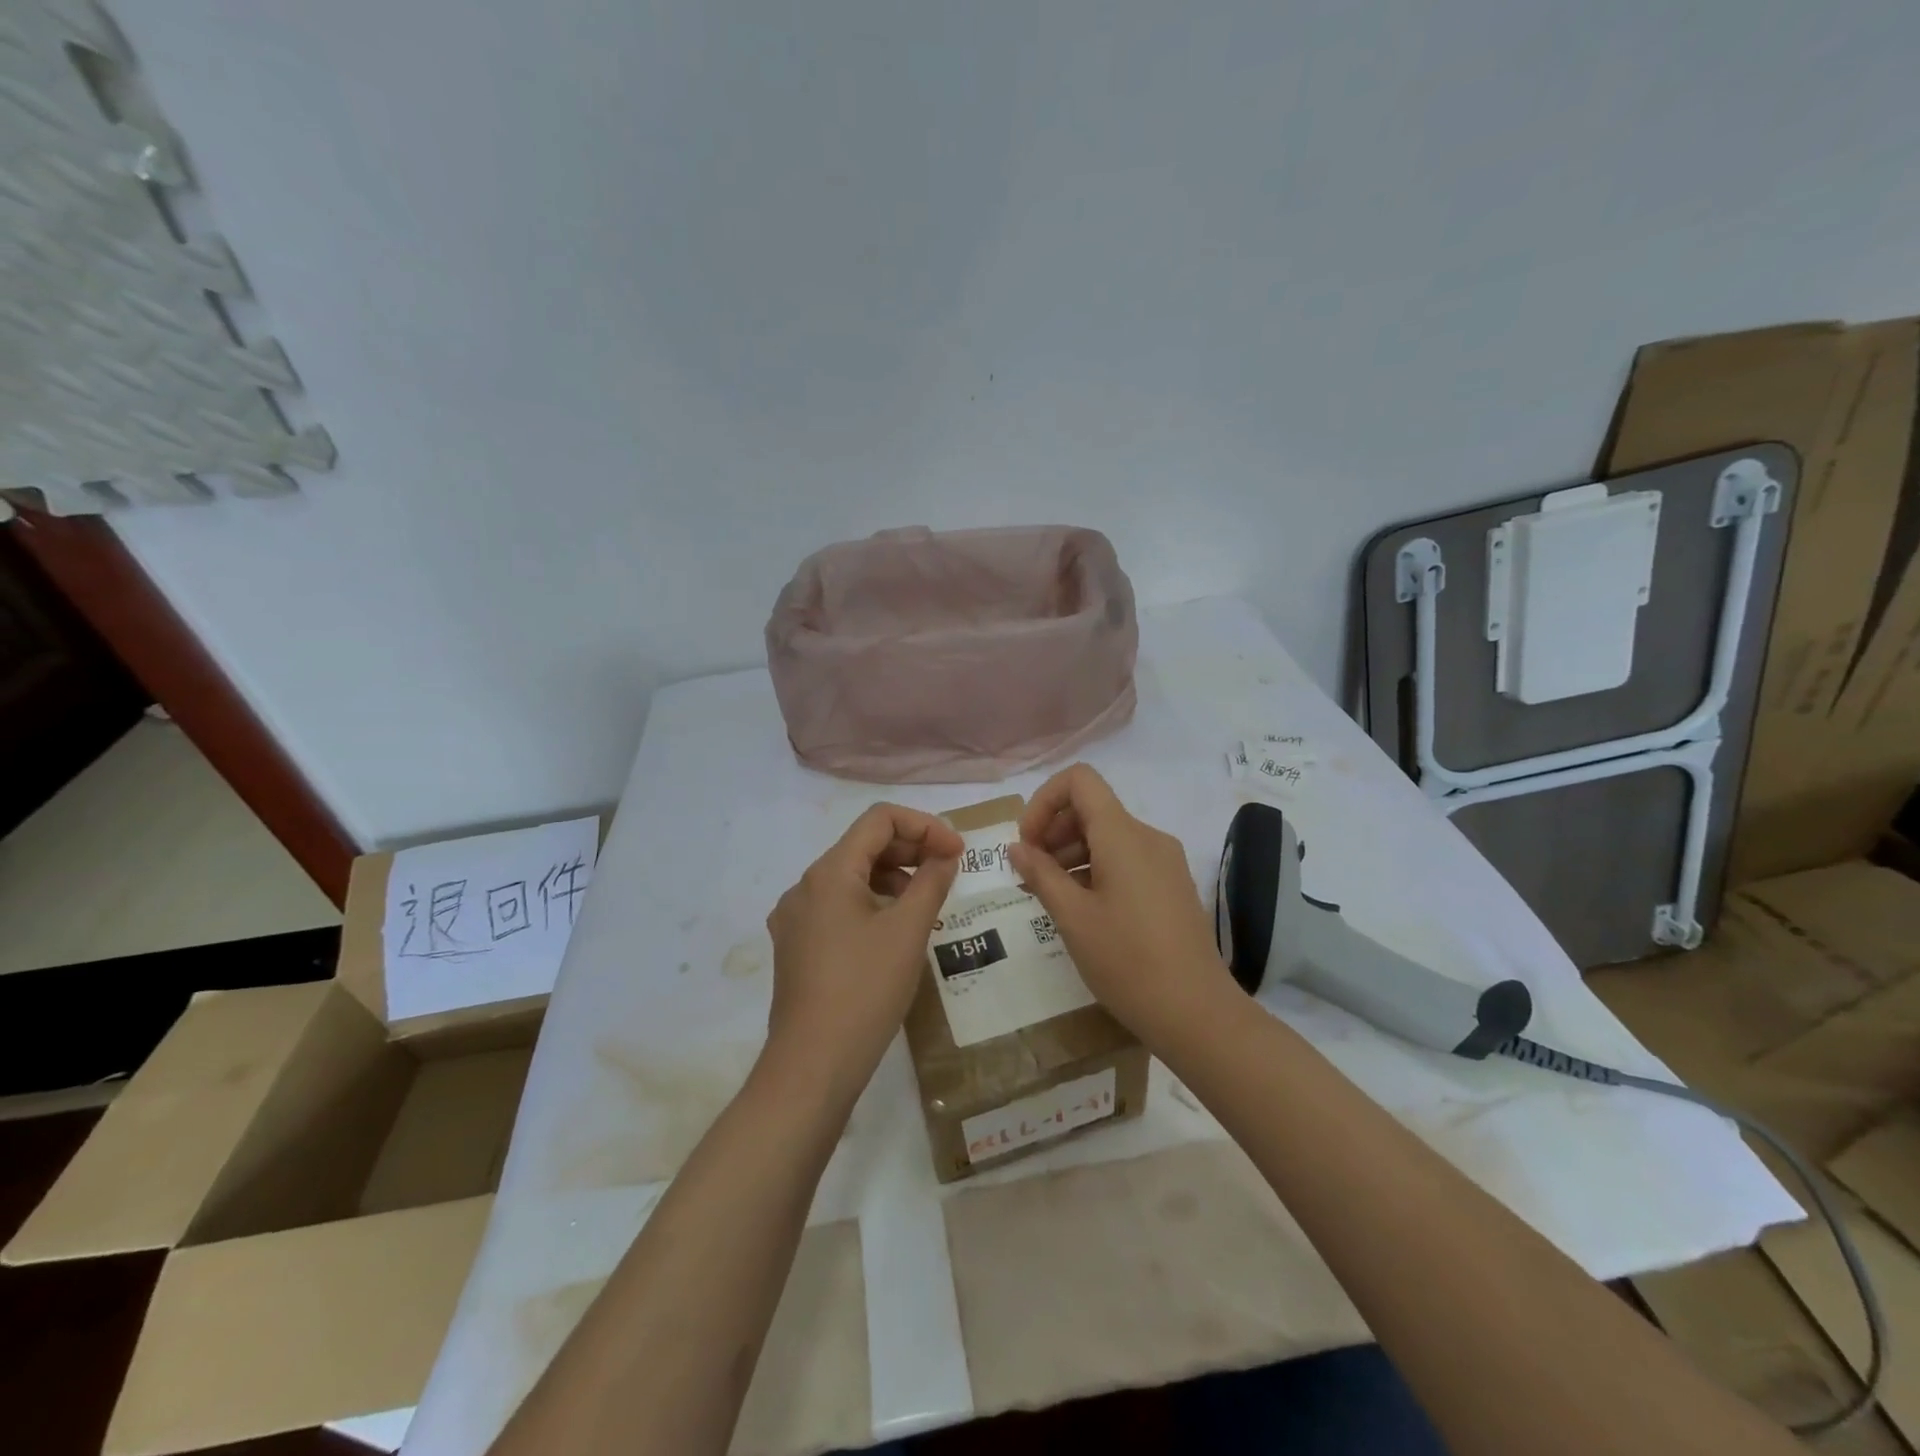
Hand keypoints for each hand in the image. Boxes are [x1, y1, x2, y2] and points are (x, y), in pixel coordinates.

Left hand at [763, 803, 961, 1099]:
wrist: (812, 1065)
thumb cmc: (865, 990)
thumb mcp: (909, 931)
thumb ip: (931, 882)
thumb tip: (945, 855)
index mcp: (828, 872)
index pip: (879, 819)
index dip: (924, 826)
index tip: (957, 852)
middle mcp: (804, 886)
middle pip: (863, 845)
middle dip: (910, 849)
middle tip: (949, 871)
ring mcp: (795, 918)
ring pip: (850, 877)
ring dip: (892, 877)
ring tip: (924, 903)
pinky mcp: (796, 946)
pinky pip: (838, 906)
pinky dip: (871, 903)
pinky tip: (894, 931)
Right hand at [1008, 764, 1235, 1042]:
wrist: (1196, 1013)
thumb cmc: (1127, 961)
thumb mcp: (1072, 917)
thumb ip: (1040, 874)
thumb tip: (1016, 847)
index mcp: (1123, 835)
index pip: (1079, 781)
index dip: (1044, 801)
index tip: (1027, 843)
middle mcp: (1147, 837)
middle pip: (1092, 808)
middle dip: (1053, 831)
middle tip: (1029, 874)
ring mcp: (1164, 861)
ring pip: (1108, 835)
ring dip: (1071, 852)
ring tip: (1049, 895)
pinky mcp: (1171, 885)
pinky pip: (1126, 859)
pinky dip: (1095, 869)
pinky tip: (1080, 908)